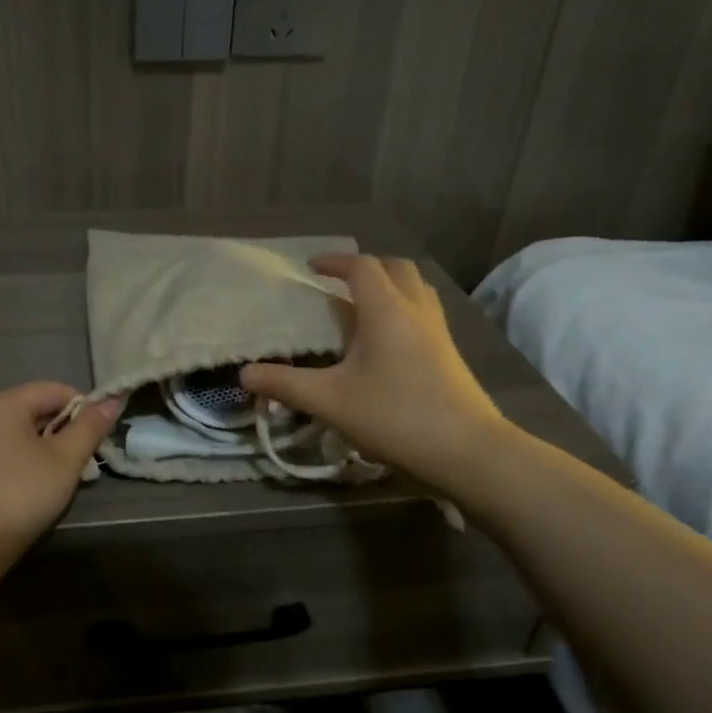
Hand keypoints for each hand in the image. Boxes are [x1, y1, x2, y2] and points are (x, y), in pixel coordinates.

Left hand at [0, 381, 122, 569]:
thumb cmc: (21, 495)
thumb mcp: (65, 460)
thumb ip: (90, 427)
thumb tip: (112, 400)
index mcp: (3, 403)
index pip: (54, 390)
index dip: (83, 409)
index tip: (97, 437)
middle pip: (34, 408)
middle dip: (63, 430)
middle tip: (82, 462)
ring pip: (18, 430)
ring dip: (44, 446)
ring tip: (59, 476)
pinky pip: (1, 447)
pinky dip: (21, 457)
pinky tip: (30, 484)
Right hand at [241, 254, 513, 489]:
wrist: (467, 450)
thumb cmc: (394, 417)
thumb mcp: (330, 402)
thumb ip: (285, 385)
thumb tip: (244, 374)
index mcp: (385, 310)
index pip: (361, 267)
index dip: (334, 261)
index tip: (311, 267)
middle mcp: (416, 310)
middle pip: (395, 267)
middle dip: (365, 267)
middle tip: (338, 283)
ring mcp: (439, 330)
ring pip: (416, 288)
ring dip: (389, 285)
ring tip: (362, 306)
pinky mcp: (450, 352)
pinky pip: (425, 311)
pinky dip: (403, 308)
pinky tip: (387, 340)